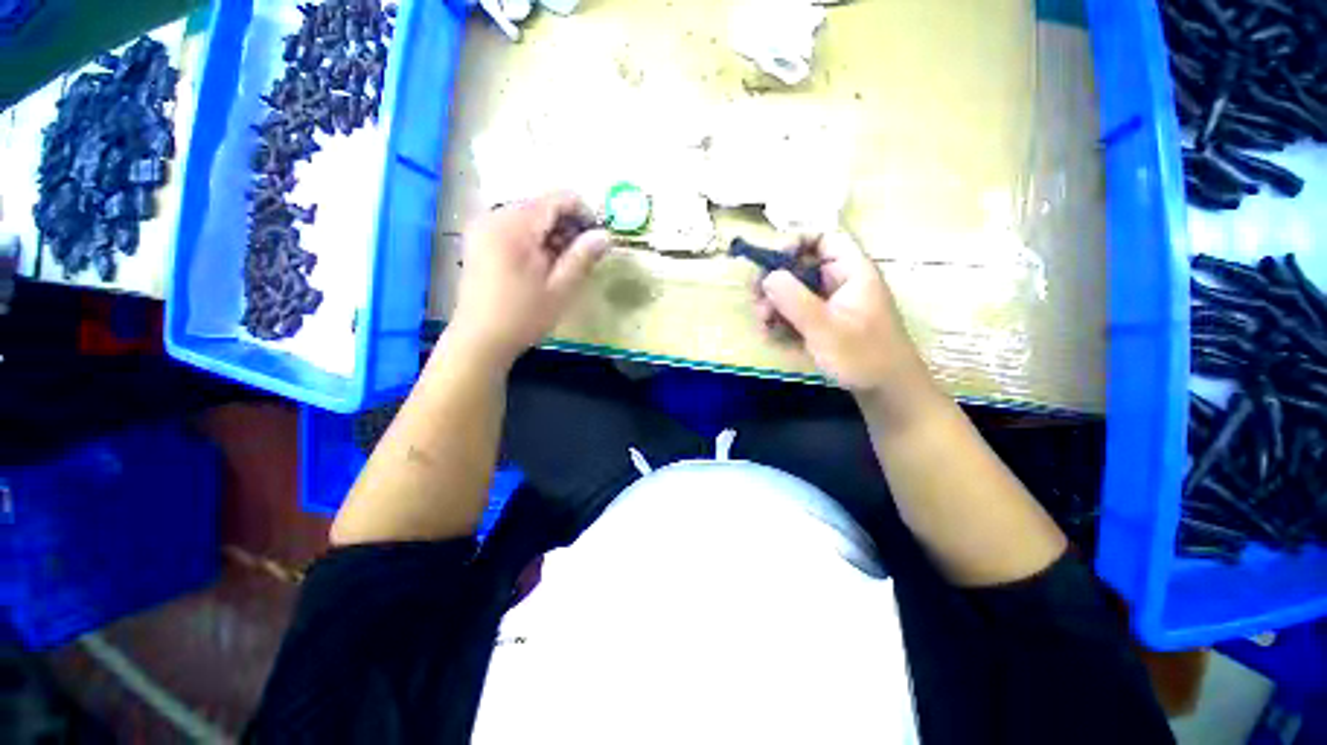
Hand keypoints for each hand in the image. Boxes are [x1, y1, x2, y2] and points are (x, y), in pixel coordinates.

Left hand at [447, 193, 609, 366]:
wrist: (479, 339)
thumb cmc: (523, 316)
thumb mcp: (560, 289)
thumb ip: (583, 257)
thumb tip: (605, 235)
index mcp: (514, 225)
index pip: (556, 198)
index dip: (583, 211)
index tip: (598, 235)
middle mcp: (494, 216)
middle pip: (541, 205)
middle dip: (567, 224)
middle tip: (583, 254)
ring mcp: (483, 227)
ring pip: (529, 216)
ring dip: (552, 233)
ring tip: (564, 263)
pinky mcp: (479, 240)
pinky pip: (514, 226)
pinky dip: (534, 239)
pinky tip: (542, 264)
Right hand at [756, 232, 932, 399]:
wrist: (885, 391)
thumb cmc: (862, 356)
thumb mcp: (824, 328)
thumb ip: (794, 300)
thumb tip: (768, 276)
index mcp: (852, 272)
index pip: (825, 238)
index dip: (797, 242)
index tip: (773, 263)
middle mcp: (840, 282)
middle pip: (802, 266)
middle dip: (776, 282)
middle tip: (756, 299)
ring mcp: (831, 304)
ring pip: (795, 291)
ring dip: (774, 305)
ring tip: (763, 324)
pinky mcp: (823, 323)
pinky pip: (797, 312)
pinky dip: (781, 321)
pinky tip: (771, 335)